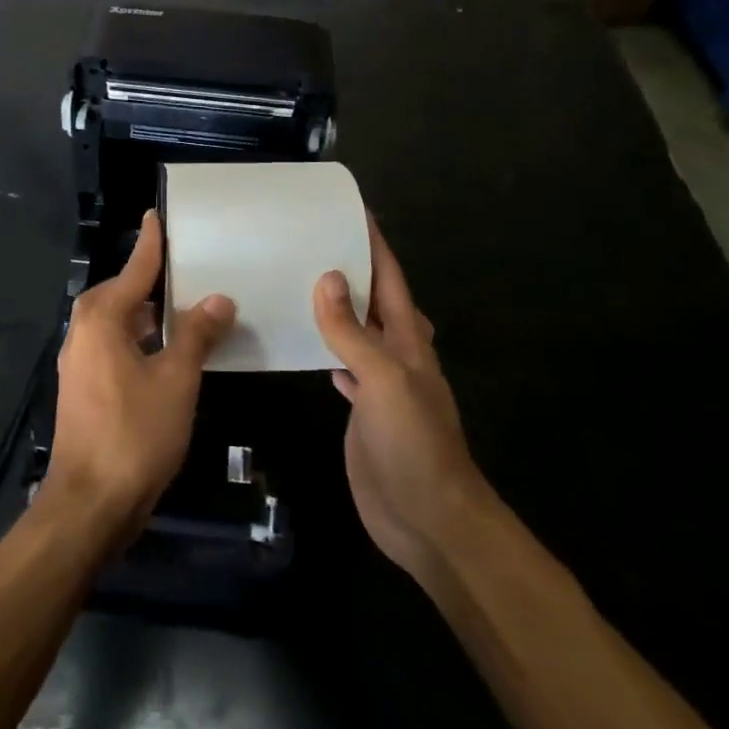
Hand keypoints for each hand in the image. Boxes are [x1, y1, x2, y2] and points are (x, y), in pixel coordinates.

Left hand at [48, 212, 234, 533]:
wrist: (90, 504)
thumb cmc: (134, 433)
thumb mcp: (176, 379)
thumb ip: (196, 334)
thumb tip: (218, 299)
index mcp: (101, 317)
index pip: (135, 268)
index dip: (152, 242)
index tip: (158, 214)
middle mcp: (84, 330)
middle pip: (125, 293)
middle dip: (156, 281)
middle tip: (192, 265)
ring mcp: (81, 361)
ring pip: (122, 323)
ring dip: (152, 315)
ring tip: (190, 307)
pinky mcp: (85, 387)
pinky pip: (118, 347)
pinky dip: (144, 341)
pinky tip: (171, 351)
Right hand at [315, 218, 488, 586]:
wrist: (430, 520)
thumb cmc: (414, 443)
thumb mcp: (383, 380)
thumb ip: (352, 332)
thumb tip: (329, 277)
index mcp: (407, 338)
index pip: (390, 277)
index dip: (374, 242)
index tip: (352, 208)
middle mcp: (395, 353)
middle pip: (373, 298)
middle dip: (350, 267)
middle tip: (310, 239)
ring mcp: (379, 383)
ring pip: (356, 330)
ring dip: (336, 306)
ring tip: (298, 278)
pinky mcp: (362, 409)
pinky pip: (340, 364)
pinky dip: (324, 346)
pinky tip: (301, 340)